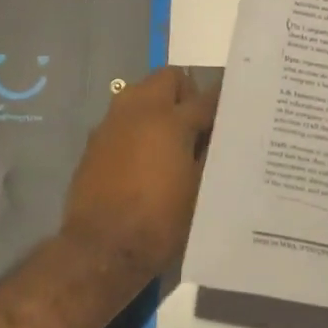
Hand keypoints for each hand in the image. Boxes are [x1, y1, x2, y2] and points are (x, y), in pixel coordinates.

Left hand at [62, 67, 218, 279]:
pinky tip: (143, 156)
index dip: (222, 104)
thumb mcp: (199, 191)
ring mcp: (113, 121)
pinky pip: (122, 117)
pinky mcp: (95, 139)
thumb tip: (217, 134)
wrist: (101, 249)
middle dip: (185, 93)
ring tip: (169, 138)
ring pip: (141, 92)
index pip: (206, 98)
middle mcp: (140, 109)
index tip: (232, 113)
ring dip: (157, 104)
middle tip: (195, 124)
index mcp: (172, 120)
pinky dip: (136, 125)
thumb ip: (210, 154)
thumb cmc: (159, 222)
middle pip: (168, 78)